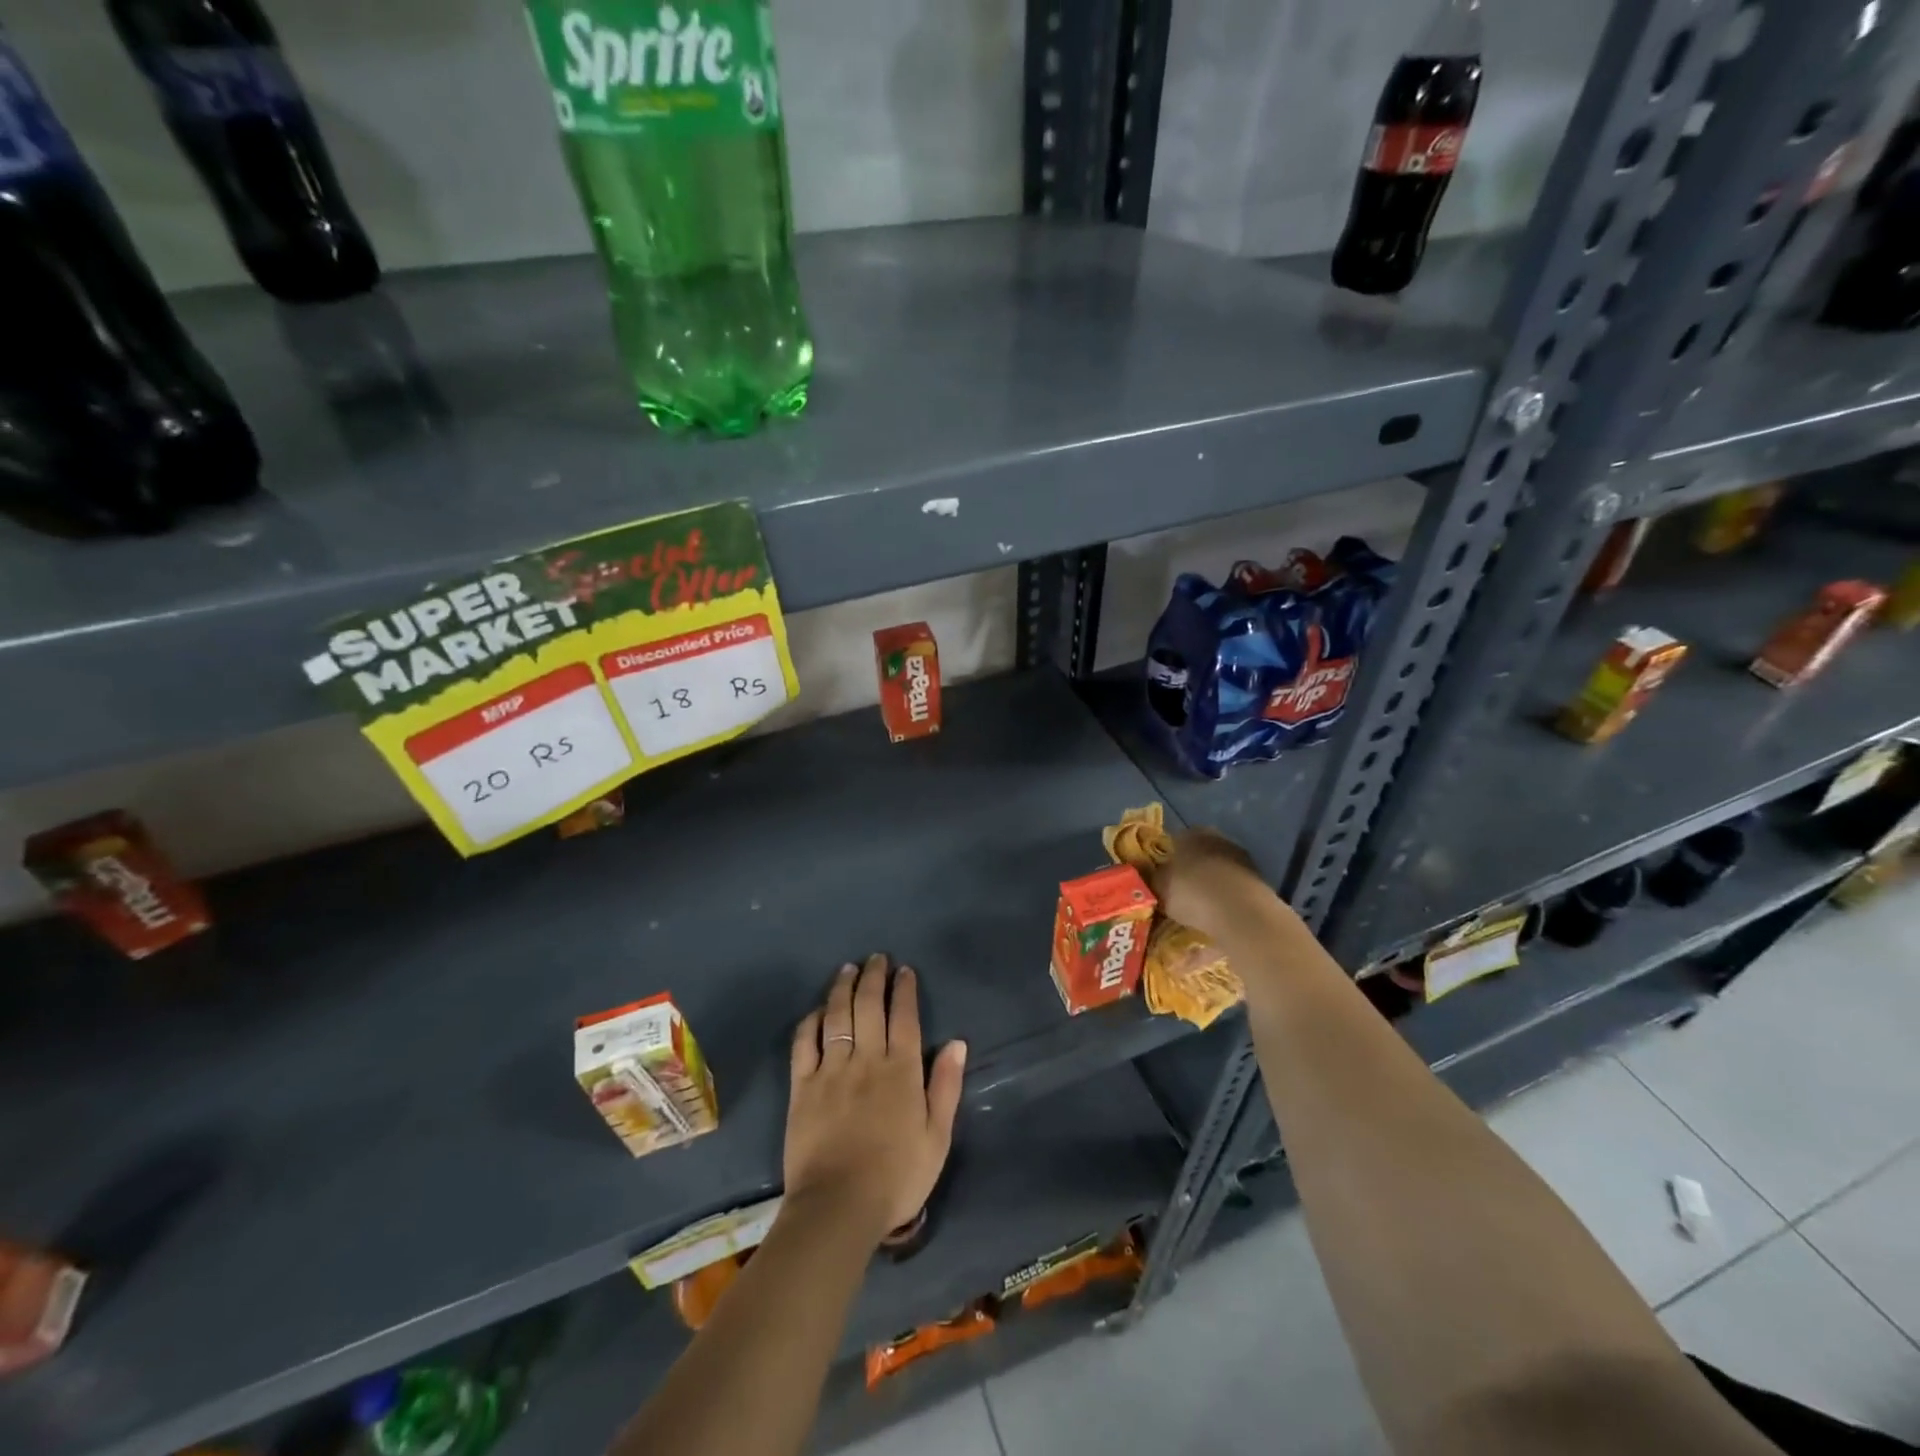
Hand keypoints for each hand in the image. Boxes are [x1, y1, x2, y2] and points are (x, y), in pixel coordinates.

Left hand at [785, 954, 965, 1245]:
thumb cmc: (897, 1177)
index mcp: (902, 1070)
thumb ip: (946, 1087)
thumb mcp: (937, 1137)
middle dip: (874, 977)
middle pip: (869, 1006)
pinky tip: (816, 1010)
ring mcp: (831, 1070)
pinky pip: (804, 1043)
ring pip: (837, 1016)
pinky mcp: (802, 1086)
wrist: (839, 1208)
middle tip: (876, 958)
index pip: (905, 1017)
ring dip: (843, 988)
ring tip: (848, 969)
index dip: (905, 989)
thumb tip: (957, 1042)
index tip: (905, 970)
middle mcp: (867, 1060)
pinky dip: (810, 1021)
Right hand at [1145, 828, 1276, 944]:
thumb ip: (1150, 881)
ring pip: (1214, 889)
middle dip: (1183, 883)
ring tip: (1180, 932)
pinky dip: (1212, 932)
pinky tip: (1196, 955)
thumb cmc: (1193, 890)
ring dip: (1200, 908)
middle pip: (1197, 864)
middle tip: (1166, 902)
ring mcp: (1242, 871)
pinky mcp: (1256, 898)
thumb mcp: (1159, 885)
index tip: (1152, 878)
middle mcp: (1221, 846)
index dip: (1162, 860)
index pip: (1175, 841)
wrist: (1242, 915)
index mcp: (1196, 835)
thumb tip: (1143, 880)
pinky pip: (1226, 916)